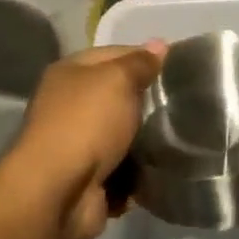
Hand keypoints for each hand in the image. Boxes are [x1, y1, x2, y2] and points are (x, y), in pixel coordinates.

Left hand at [4, 41, 165, 238]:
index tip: (177, 68)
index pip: (115, 55)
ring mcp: (76, 146)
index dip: (145, 58)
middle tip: (179, 106)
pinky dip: (137, 175)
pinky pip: (123, 171)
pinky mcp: (88, 181)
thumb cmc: (87, 123)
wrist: (58, 194)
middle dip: (147, 104)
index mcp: (70, 74)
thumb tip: (159, 45)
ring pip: (123, 136)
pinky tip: (158, 171)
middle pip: (119, 97)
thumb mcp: (119, 80)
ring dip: (146, 142)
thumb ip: (141, 63)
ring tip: (176, 141)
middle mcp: (68, 106)